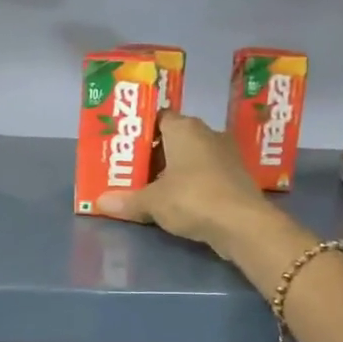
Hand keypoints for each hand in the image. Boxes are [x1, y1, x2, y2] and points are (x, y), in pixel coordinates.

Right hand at [95, 112, 274, 256]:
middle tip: (133, 170)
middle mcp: (208, 133)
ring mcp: (226, 154)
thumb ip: (127, 200)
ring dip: (174, 170)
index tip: (126, 148)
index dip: (141, 132)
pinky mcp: (237, 177)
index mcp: (185, 128)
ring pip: (192, 157)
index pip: (159, 118)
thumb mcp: (152, 202)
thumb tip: (99, 203)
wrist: (243, 224)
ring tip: (151, 188)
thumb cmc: (192, 198)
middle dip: (155, 154)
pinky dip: (192, 183)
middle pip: (174, 138)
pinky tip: (178, 201)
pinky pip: (206, 173)